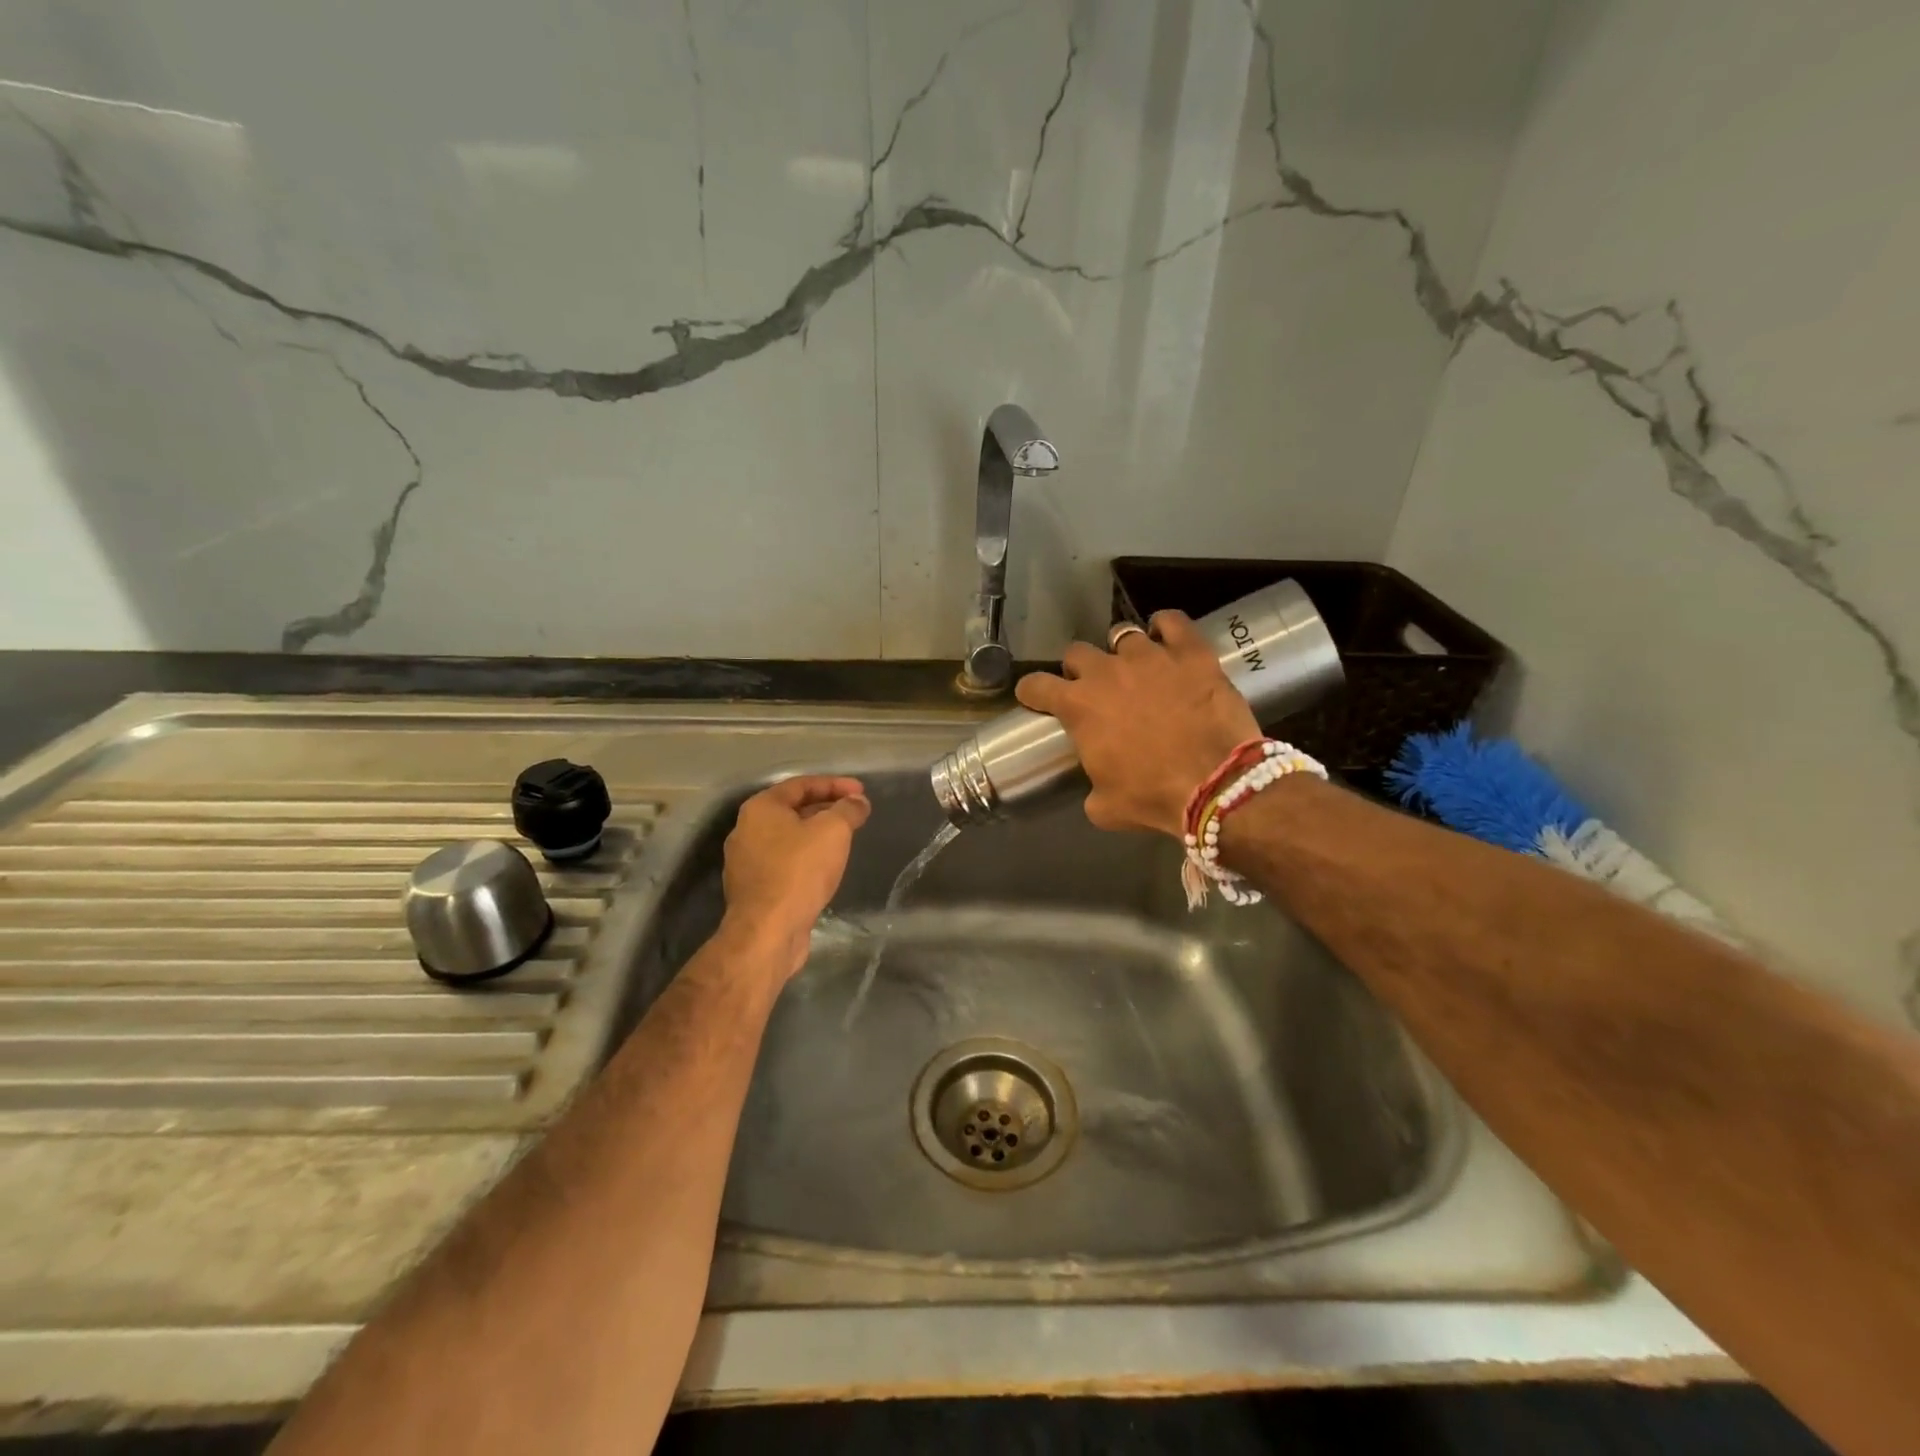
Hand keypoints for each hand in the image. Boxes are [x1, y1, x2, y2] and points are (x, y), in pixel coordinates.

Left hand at [719, 776, 870, 980]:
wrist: (768, 931)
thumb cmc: (799, 871)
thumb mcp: (833, 831)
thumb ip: (848, 810)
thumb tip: (858, 802)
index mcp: (761, 808)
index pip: (802, 784)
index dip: (835, 784)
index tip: (861, 792)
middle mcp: (746, 830)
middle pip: (792, 810)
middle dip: (826, 808)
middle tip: (855, 814)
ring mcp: (746, 861)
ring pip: (788, 838)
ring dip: (816, 835)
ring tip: (844, 839)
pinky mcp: (753, 889)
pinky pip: (783, 863)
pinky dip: (806, 858)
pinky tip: (824, 868)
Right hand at [1015, 613, 1256, 838]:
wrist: (1216, 786)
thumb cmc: (1153, 797)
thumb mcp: (1105, 807)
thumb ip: (1091, 786)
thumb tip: (1097, 784)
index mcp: (1078, 706)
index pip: (1036, 685)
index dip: (1032, 691)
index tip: (1035, 697)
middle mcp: (1106, 672)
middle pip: (1077, 653)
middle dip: (1080, 669)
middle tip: (1094, 688)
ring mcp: (1150, 656)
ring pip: (1123, 635)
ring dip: (1122, 651)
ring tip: (1135, 666)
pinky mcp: (1190, 653)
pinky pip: (1171, 621)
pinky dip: (1165, 626)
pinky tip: (1167, 638)